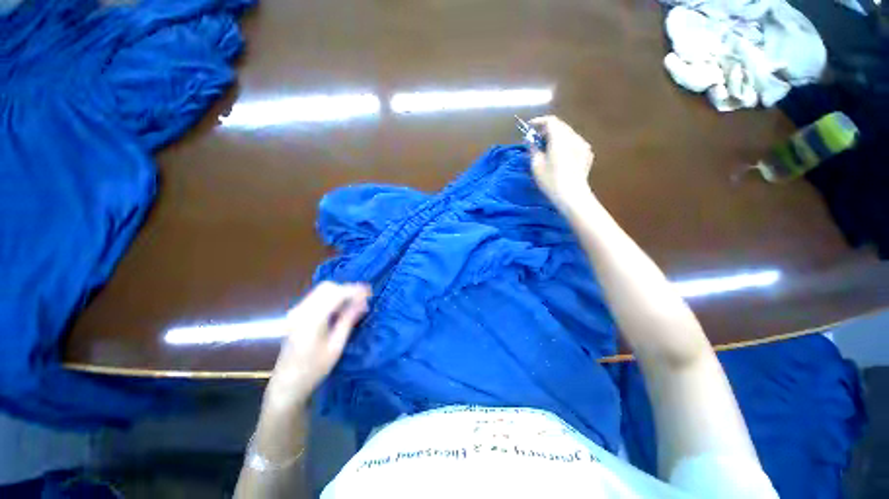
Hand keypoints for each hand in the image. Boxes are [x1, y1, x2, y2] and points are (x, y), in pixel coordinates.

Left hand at [264, 282, 370, 409]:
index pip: (336, 294)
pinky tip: (340, 308)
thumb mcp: (336, 346)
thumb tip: (363, 303)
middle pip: (328, 287)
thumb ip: (348, 320)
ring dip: (340, 292)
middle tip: (363, 299)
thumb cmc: (314, 368)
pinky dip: (332, 297)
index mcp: (312, 319)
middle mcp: (301, 310)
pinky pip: (317, 297)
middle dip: (347, 289)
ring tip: (355, 303)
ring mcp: (296, 311)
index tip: (369, 292)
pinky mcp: (296, 314)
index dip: (354, 290)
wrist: (288, 383)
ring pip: (322, 290)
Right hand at [529, 116, 594, 210]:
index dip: (538, 122)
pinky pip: (574, 143)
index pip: (550, 121)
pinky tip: (560, 156)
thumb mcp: (536, 165)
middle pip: (560, 126)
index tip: (529, 128)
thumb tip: (529, 140)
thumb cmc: (550, 180)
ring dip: (556, 137)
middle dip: (547, 130)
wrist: (572, 195)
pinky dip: (565, 144)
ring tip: (547, 148)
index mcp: (560, 138)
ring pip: (568, 134)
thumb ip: (533, 148)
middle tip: (536, 140)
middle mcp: (574, 137)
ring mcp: (583, 145)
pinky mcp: (587, 154)